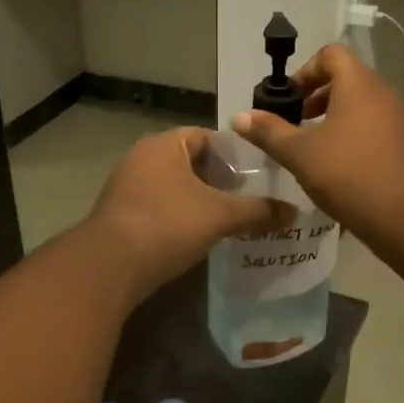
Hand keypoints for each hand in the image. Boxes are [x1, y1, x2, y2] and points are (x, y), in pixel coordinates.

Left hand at [87, 127, 290, 303]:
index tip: (257, 175)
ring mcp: (125, 186)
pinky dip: (177, 216)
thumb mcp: (220, 216)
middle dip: (217, 179)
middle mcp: (141, 157)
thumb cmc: (168, 225)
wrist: (110, 265)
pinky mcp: (118, 214)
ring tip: (227, 219)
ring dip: (197, 200)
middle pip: (189, 161)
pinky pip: (157, 207)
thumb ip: (258, 211)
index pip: (207, 136)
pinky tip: (195, 236)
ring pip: (172, 186)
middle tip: (247, 198)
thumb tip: (293, 212)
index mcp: (165, 144)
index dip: (234, 154)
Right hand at [232, 43, 403, 240]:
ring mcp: (399, 118)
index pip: (331, 54)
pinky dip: (354, 135)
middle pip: (347, 78)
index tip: (289, 100)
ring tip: (315, 148)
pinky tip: (340, 167)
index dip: (305, 71)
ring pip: (362, 105)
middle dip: (317, 96)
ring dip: (335, 118)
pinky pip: (375, 127)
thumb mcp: (299, 153)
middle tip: (296, 124)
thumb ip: (269, 132)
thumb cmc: (347, 173)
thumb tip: (238, 117)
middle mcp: (383, 93)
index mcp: (358, 84)